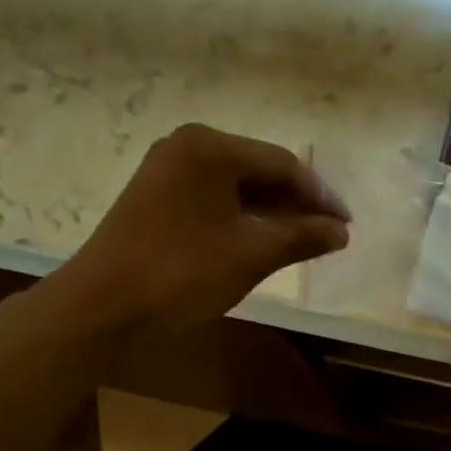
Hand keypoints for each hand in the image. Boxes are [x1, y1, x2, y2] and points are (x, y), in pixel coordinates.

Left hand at [51, 124, 349, 332]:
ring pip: (236, 186)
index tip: (347, 225)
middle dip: (297, 204)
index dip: (320, 196)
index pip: (283, 165)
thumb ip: (302, 237)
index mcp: (211, 147)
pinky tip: (262, 240)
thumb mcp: (252, 254)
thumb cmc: (183, 272)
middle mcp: (188, 146)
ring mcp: (167, 170)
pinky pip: (214, 199)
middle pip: (259, 170)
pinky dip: (243, 218)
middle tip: (328, 234)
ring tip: (302, 241)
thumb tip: (341, 232)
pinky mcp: (156, 196)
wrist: (103, 304)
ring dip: (272, 212)